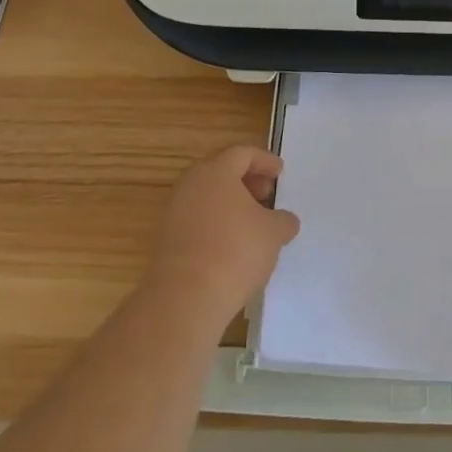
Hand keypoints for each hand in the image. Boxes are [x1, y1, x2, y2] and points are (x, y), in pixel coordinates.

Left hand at [145, 146, 300, 325]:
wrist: (184, 298)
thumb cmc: (235, 252)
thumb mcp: (273, 233)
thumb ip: (283, 220)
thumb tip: (285, 220)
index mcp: (216, 171)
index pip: (243, 153)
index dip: (264, 161)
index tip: (280, 173)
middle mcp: (191, 184)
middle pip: (221, 171)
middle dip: (246, 180)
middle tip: (265, 195)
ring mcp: (174, 211)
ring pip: (206, 196)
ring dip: (230, 203)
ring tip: (251, 223)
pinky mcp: (166, 239)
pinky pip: (196, 218)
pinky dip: (215, 222)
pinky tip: (231, 244)